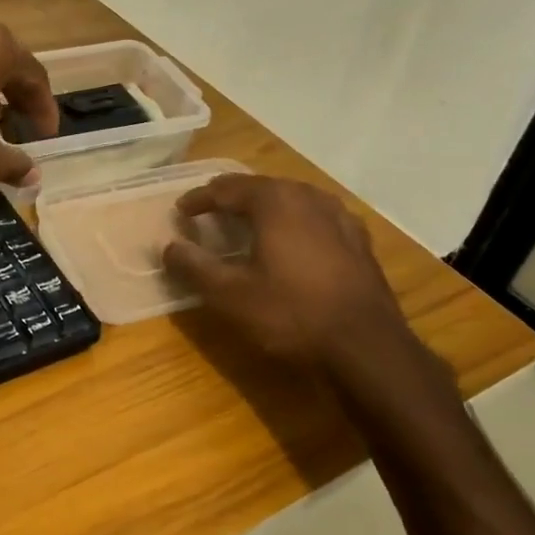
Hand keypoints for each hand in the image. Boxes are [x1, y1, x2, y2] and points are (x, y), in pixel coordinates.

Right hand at [161, 174, 427, 383]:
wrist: (367, 347)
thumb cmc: (291, 314)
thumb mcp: (230, 295)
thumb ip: (194, 266)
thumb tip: (168, 246)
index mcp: (275, 201)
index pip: (226, 188)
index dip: (199, 198)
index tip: (180, 210)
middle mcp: (308, 197)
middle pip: (261, 187)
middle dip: (231, 197)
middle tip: (209, 210)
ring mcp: (339, 216)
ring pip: (291, 199)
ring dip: (264, 206)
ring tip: (247, 220)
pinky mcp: (358, 240)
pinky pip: (315, 217)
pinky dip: (293, 221)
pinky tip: (293, 239)